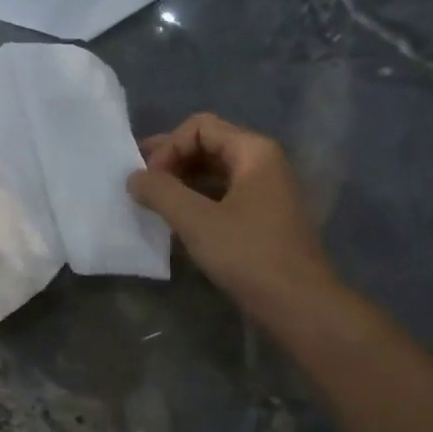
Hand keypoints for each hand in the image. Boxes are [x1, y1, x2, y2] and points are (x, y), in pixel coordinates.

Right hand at [129, 113, 335, 313]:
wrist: (298, 304)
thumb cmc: (248, 255)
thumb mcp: (196, 221)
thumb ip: (160, 193)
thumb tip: (133, 177)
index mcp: (254, 152)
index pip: (200, 127)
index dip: (168, 148)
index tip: (148, 181)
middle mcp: (263, 164)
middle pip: (208, 146)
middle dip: (171, 162)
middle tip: (139, 185)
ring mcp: (265, 193)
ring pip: (215, 174)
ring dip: (181, 184)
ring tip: (152, 204)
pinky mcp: (262, 220)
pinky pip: (223, 198)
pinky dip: (197, 203)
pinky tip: (175, 223)